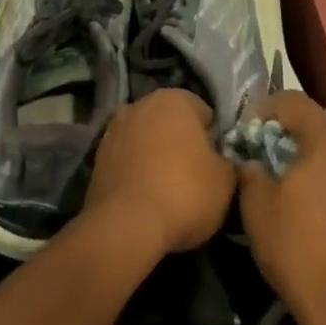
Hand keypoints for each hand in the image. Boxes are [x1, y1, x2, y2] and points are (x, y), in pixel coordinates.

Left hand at [84, 89, 235, 257]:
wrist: (126, 225)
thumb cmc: (185, 192)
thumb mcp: (225, 180)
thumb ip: (227, 161)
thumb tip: (221, 161)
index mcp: (174, 99)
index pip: (204, 113)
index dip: (214, 140)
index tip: (217, 165)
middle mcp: (140, 104)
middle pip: (172, 124)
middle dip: (183, 145)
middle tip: (196, 178)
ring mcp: (114, 129)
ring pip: (147, 141)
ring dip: (157, 157)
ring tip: (169, 192)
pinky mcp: (97, 157)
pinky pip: (128, 160)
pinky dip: (137, 172)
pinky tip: (146, 198)